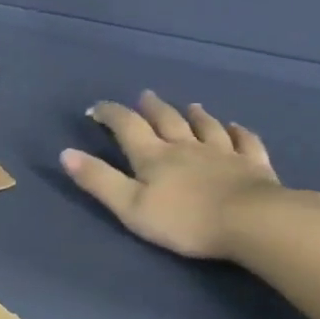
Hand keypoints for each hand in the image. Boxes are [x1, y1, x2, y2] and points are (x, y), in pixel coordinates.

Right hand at [60, 93, 280, 259]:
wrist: (251, 222)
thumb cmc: (184, 220)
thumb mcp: (129, 205)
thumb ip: (98, 180)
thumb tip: (66, 153)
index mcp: (154, 156)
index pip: (127, 127)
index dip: (110, 114)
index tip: (97, 108)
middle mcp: (186, 147)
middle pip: (167, 120)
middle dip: (152, 108)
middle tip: (145, 96)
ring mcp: (223, 154)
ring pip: (206, 127)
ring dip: (194, 115)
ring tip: (189, 106)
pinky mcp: (253, 166)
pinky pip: (245, 143)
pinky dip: (239, 132)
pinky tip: (237, 127)